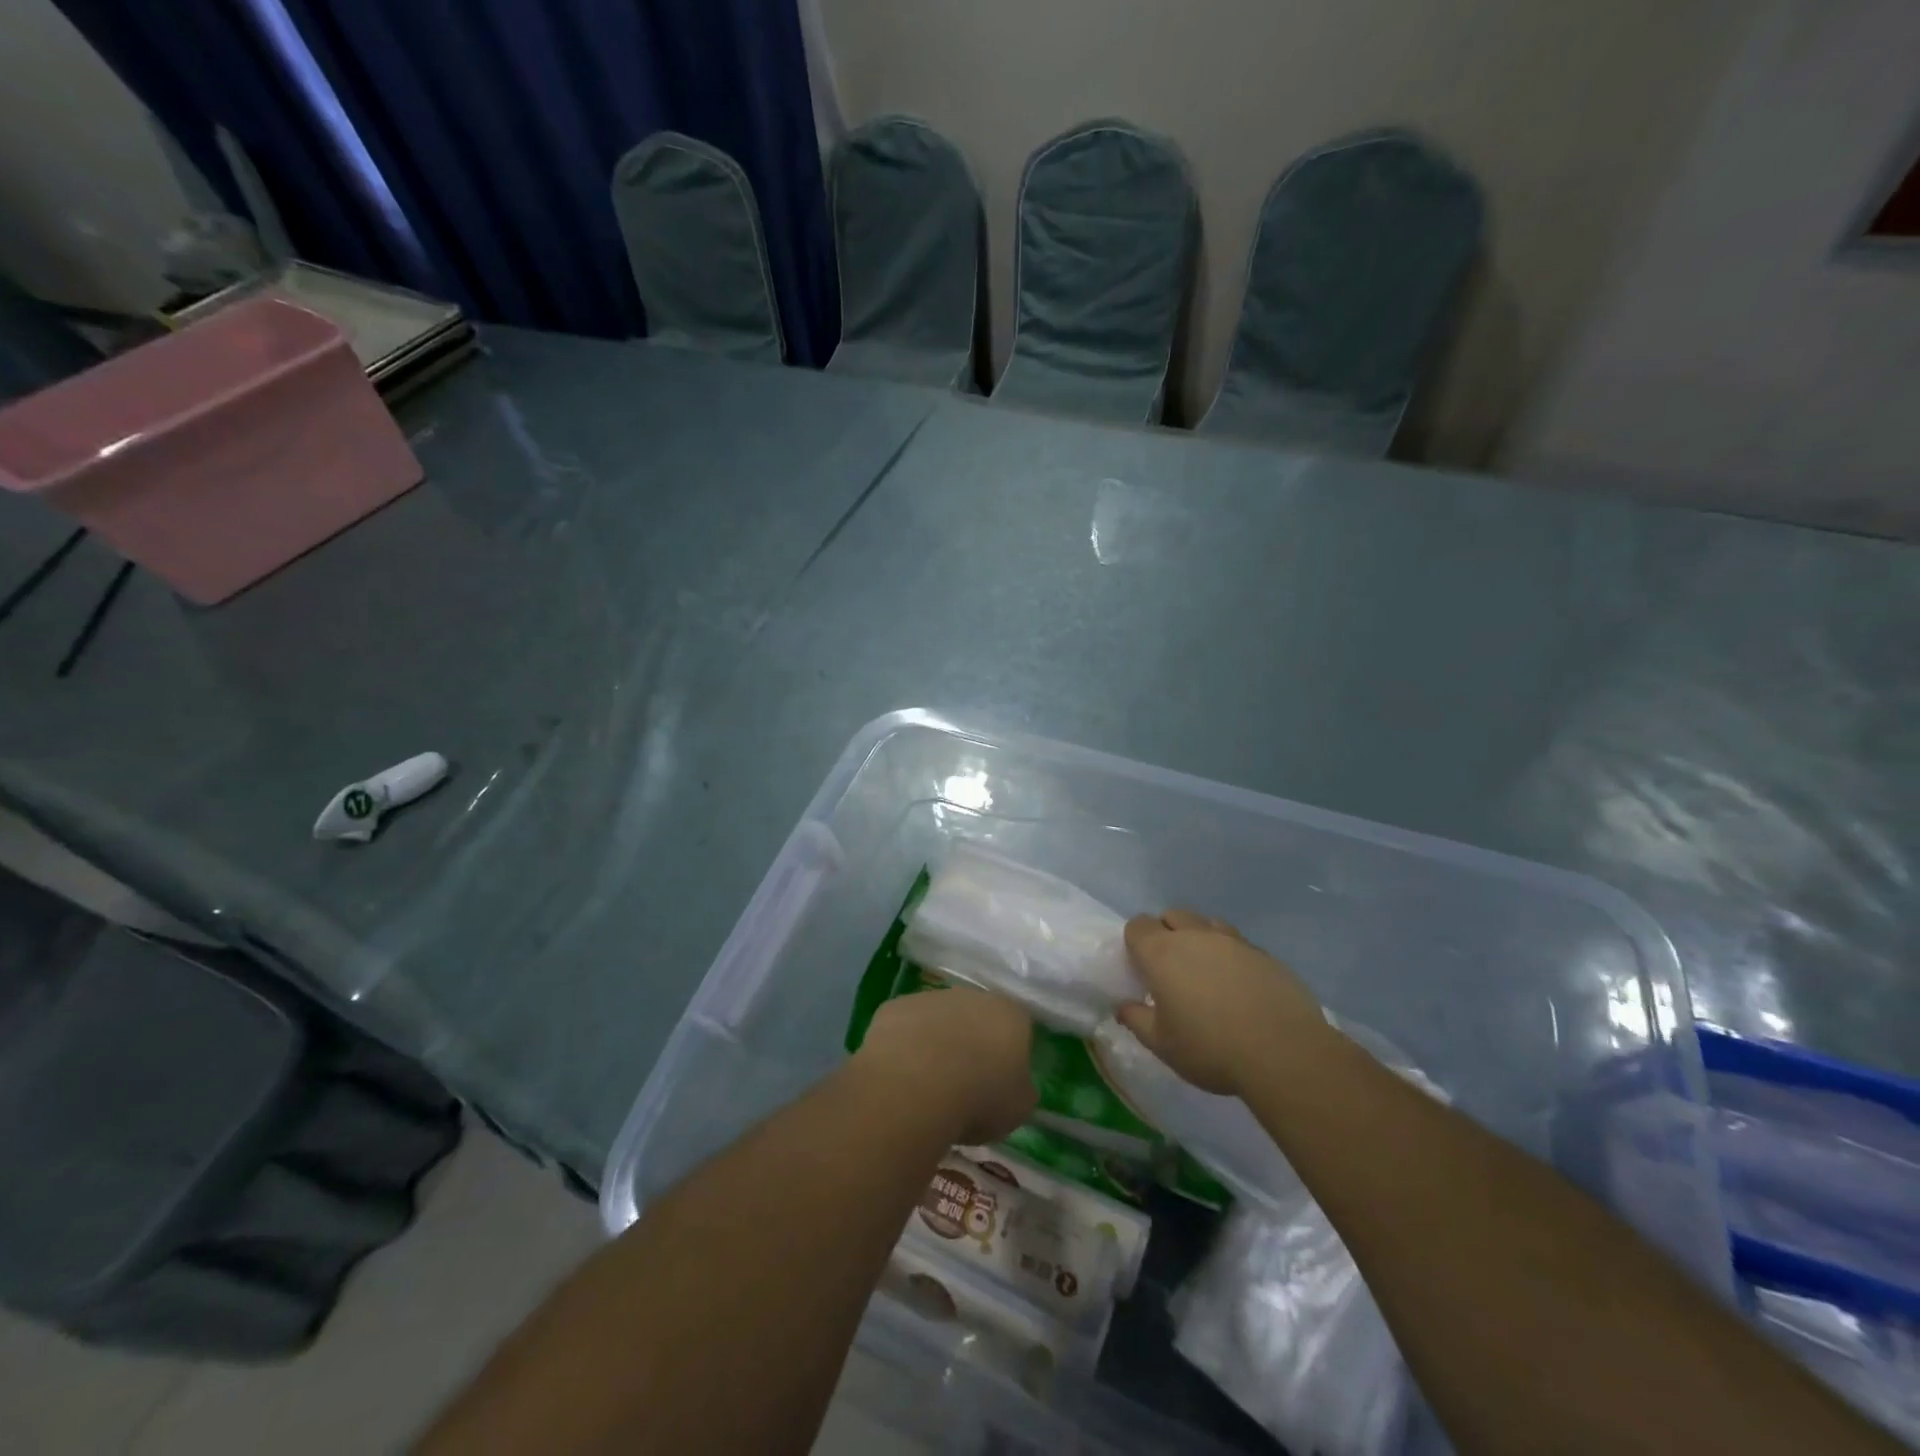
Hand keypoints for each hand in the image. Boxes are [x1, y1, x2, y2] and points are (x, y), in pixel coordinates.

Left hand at [855, 988, 1036, 1144]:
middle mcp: (972, 996)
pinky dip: (905, 1045)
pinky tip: (900, 1075)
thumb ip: (1021, 1091)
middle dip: (972, 1042)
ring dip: (937, 1042)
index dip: (1009, 1054)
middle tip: (964, 1081)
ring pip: (939, 1019)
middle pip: (976, 1017)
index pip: (1017, 1027)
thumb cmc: (979, 1097)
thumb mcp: (1018, 1108)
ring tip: (928, 1083)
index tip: (1001, 1082)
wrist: (916, 1085)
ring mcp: (931, 997)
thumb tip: (1016, 1086)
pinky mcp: (895, 1007)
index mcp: (1010, 1015)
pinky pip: (905, 1026)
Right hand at [1118, 909, 1328, 1096]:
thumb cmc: (1210, 1048)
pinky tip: (1241, 987)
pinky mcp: (1264, 953)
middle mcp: (1195, 935)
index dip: (1136, 943)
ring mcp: (1233, 940)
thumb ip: (1136, 1020)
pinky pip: (1238, 943)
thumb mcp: (1162, 1044)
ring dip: (1200, 940)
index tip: (1142, 969)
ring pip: (1208, 924)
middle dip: (1167, 934)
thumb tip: (1124, 1007)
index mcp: (1162, 952)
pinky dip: (1232, 957)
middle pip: (1173, 916)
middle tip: (1172, 971)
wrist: (1284, 1053)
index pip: (1137, 925)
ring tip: (1208, 975)